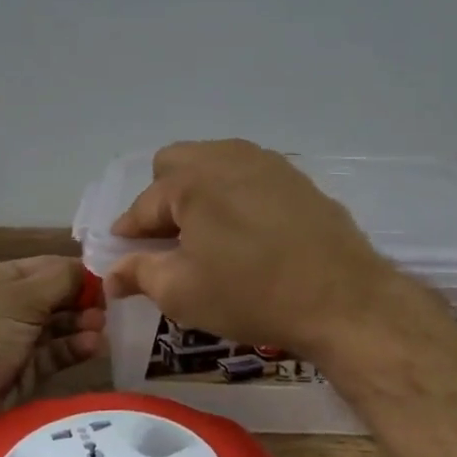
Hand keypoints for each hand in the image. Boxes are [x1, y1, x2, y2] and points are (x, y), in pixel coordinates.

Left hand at [0, 256, 105, 428]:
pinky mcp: (26, 369)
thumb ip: (61, 281)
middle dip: (83, 300)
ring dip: (82, 325)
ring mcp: (17, 338)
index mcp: (0, 280)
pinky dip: (75, 348)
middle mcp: (9, 305)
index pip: (47, 267)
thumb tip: (91, 270)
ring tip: (102, 329)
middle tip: (110, 308)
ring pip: (59, 326)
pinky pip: (56, 353)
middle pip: (56, 296)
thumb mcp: (21, 298)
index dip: (77, 272)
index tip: (108, 279)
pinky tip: (94, 347)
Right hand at [104, 139, 399, 360]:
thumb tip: (112, 274)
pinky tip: (247, 229)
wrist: (344, 299)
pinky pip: (248, 173)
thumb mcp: (183, 294)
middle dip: (162, 198)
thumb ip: (139, 274)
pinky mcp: (295, 176)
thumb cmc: (252, 296)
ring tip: (207, 233)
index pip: (143, 205)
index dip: (129, 232)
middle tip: (170, 239)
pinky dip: (234, 193)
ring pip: (213, 162)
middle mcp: (225, 157)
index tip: (125, 254)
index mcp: (191, 182)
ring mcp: (266, 162)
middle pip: (174, 165)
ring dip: (198, 191)